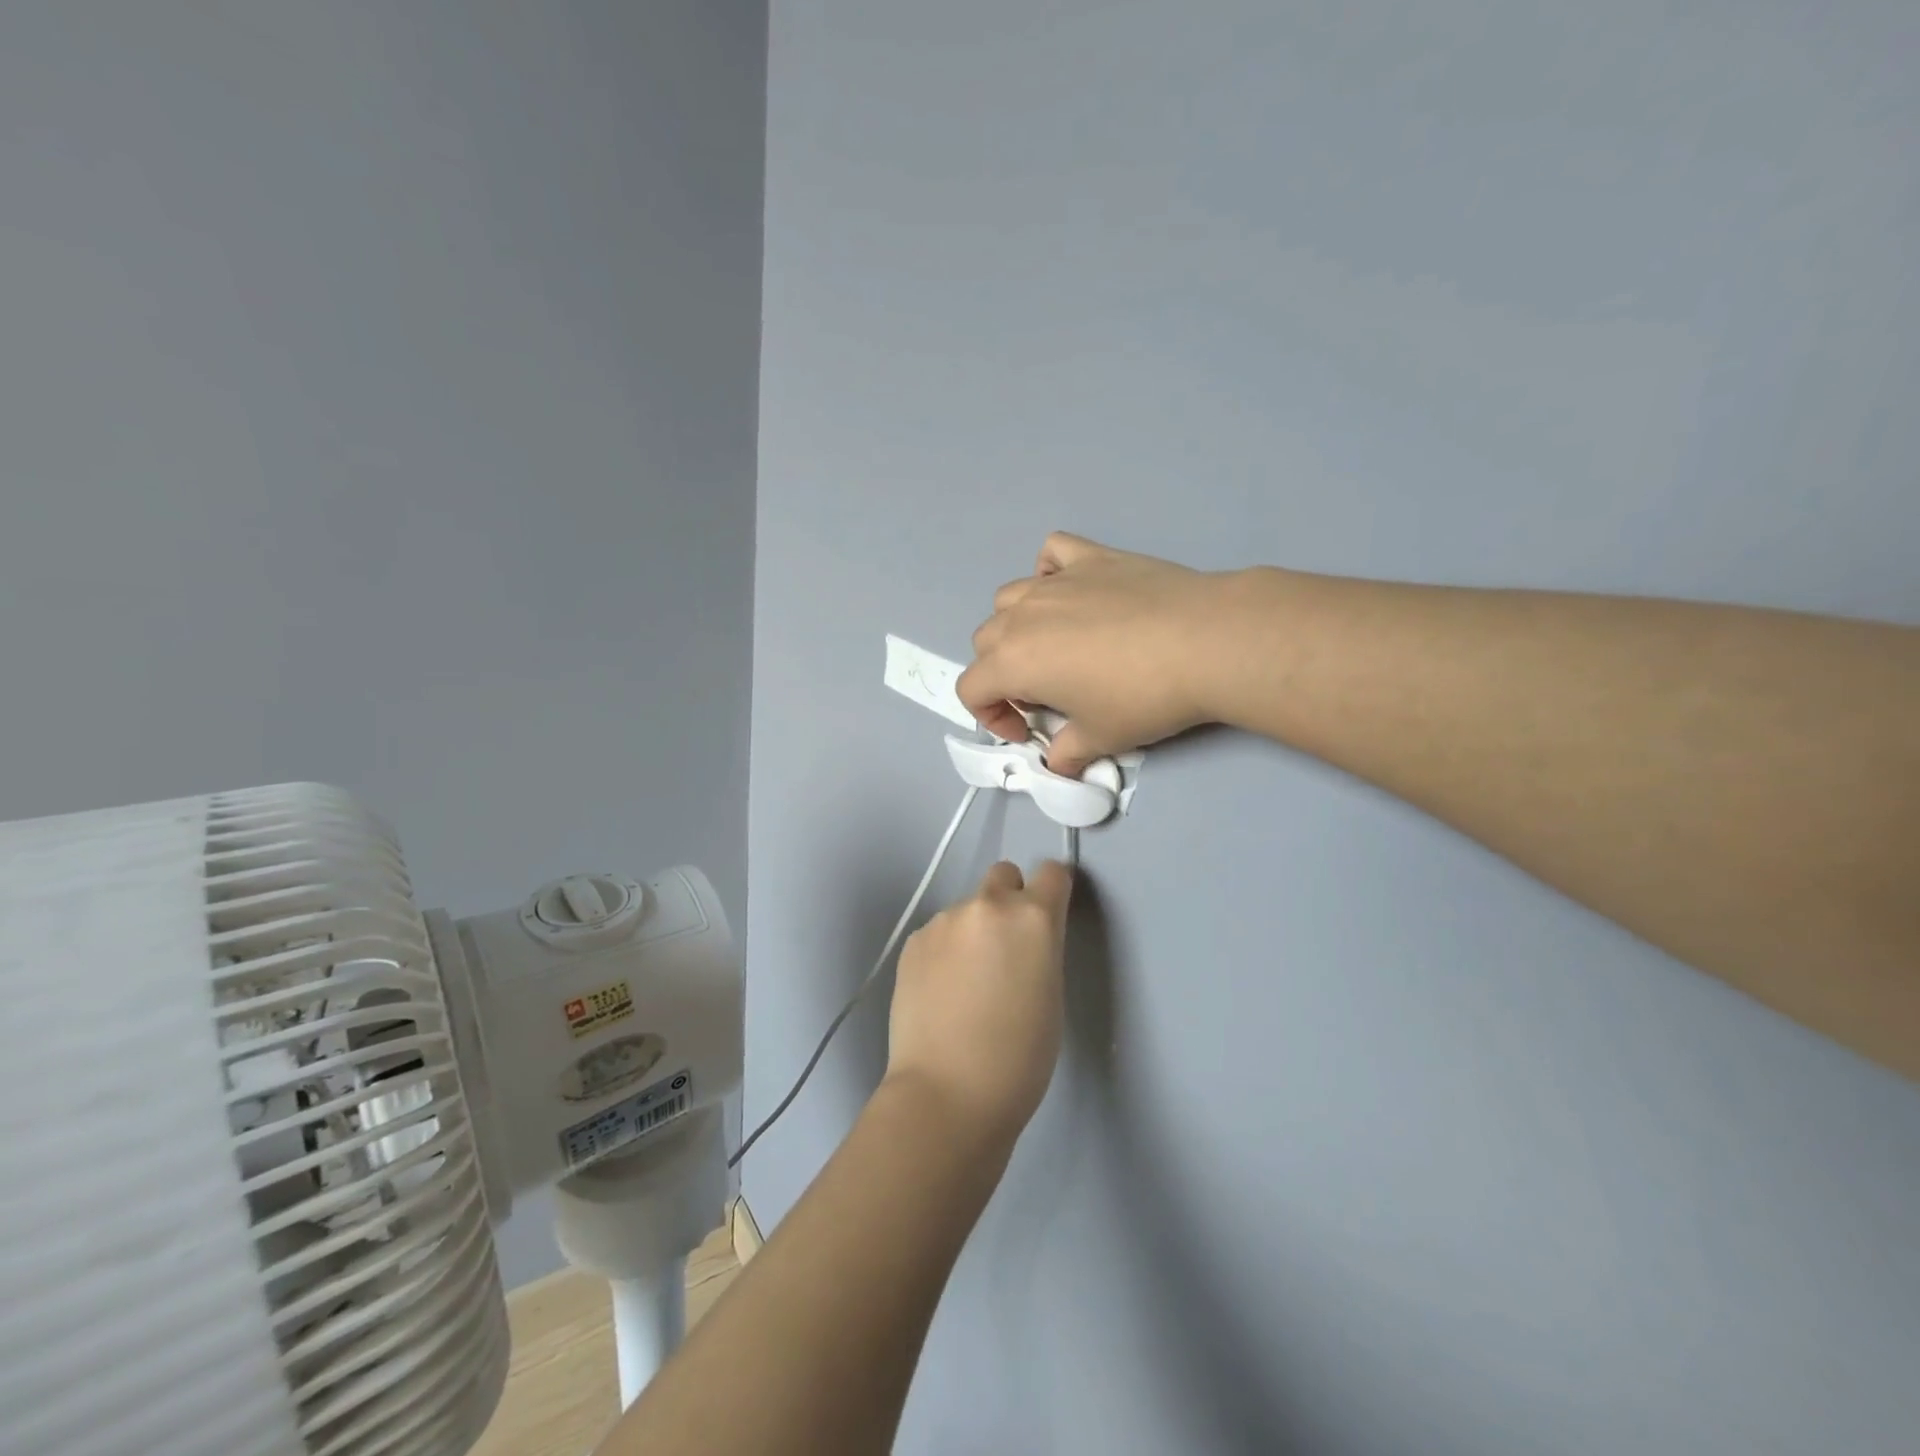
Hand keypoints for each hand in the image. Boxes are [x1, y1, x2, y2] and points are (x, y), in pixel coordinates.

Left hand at [886, 859, 1073, 1149]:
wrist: (947, 1093)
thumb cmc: (1019, 1058)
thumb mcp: (1051, 995)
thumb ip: (1041, 949)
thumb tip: (1024, 940)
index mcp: (1033, 917)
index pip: (1052, 872)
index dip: (1053, 891)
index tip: (1050, 914)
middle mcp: (987, 906)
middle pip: (1003, 875)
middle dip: (1009, 899)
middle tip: (1005, 949)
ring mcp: (944, 920)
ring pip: (967, 909)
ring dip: (972, 931)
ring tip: (966, 984)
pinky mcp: (913, 941)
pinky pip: (938, 933)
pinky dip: (944, 951)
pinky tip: (940, 993)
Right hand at [957, 532, 1239, 775]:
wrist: (1207, 642)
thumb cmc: (1144, 696)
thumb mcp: (1101, 738)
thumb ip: (1067, 753)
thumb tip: (1059, 762)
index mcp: (1014, 661)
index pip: (971, 689)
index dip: (991, 716)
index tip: (1028, 730)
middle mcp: (1023, 615)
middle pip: (986, 642)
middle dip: (1002, 672)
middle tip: (1044, 694)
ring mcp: (1057, 581)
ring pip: (1009, 598)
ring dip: (1017, 625)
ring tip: (1053, 645)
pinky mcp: (1092, 557)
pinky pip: (1052, 555)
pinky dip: (1049, 572)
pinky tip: (1072, 591)